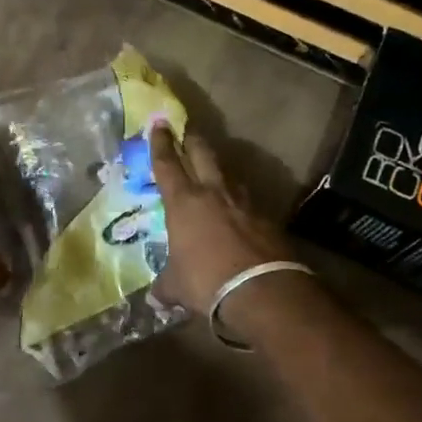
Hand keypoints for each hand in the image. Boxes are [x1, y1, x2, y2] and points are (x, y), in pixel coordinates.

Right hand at [149, 122, 292, 315]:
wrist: (261, 289)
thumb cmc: (207, 281)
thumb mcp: (177, 286)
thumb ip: (165, 286)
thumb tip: (156, 297)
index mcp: (183, 202)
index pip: (167, 164)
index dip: (160, 143)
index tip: (158, 124)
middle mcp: (213, 193)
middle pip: (202, 154)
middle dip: (192, 139)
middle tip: (187, 129)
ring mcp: (243, 202)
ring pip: (228, 174)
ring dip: (219, 168)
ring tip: (214, 169)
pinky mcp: (266, 217)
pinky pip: (247, 200)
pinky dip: (239, 200)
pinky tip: (238, 208)